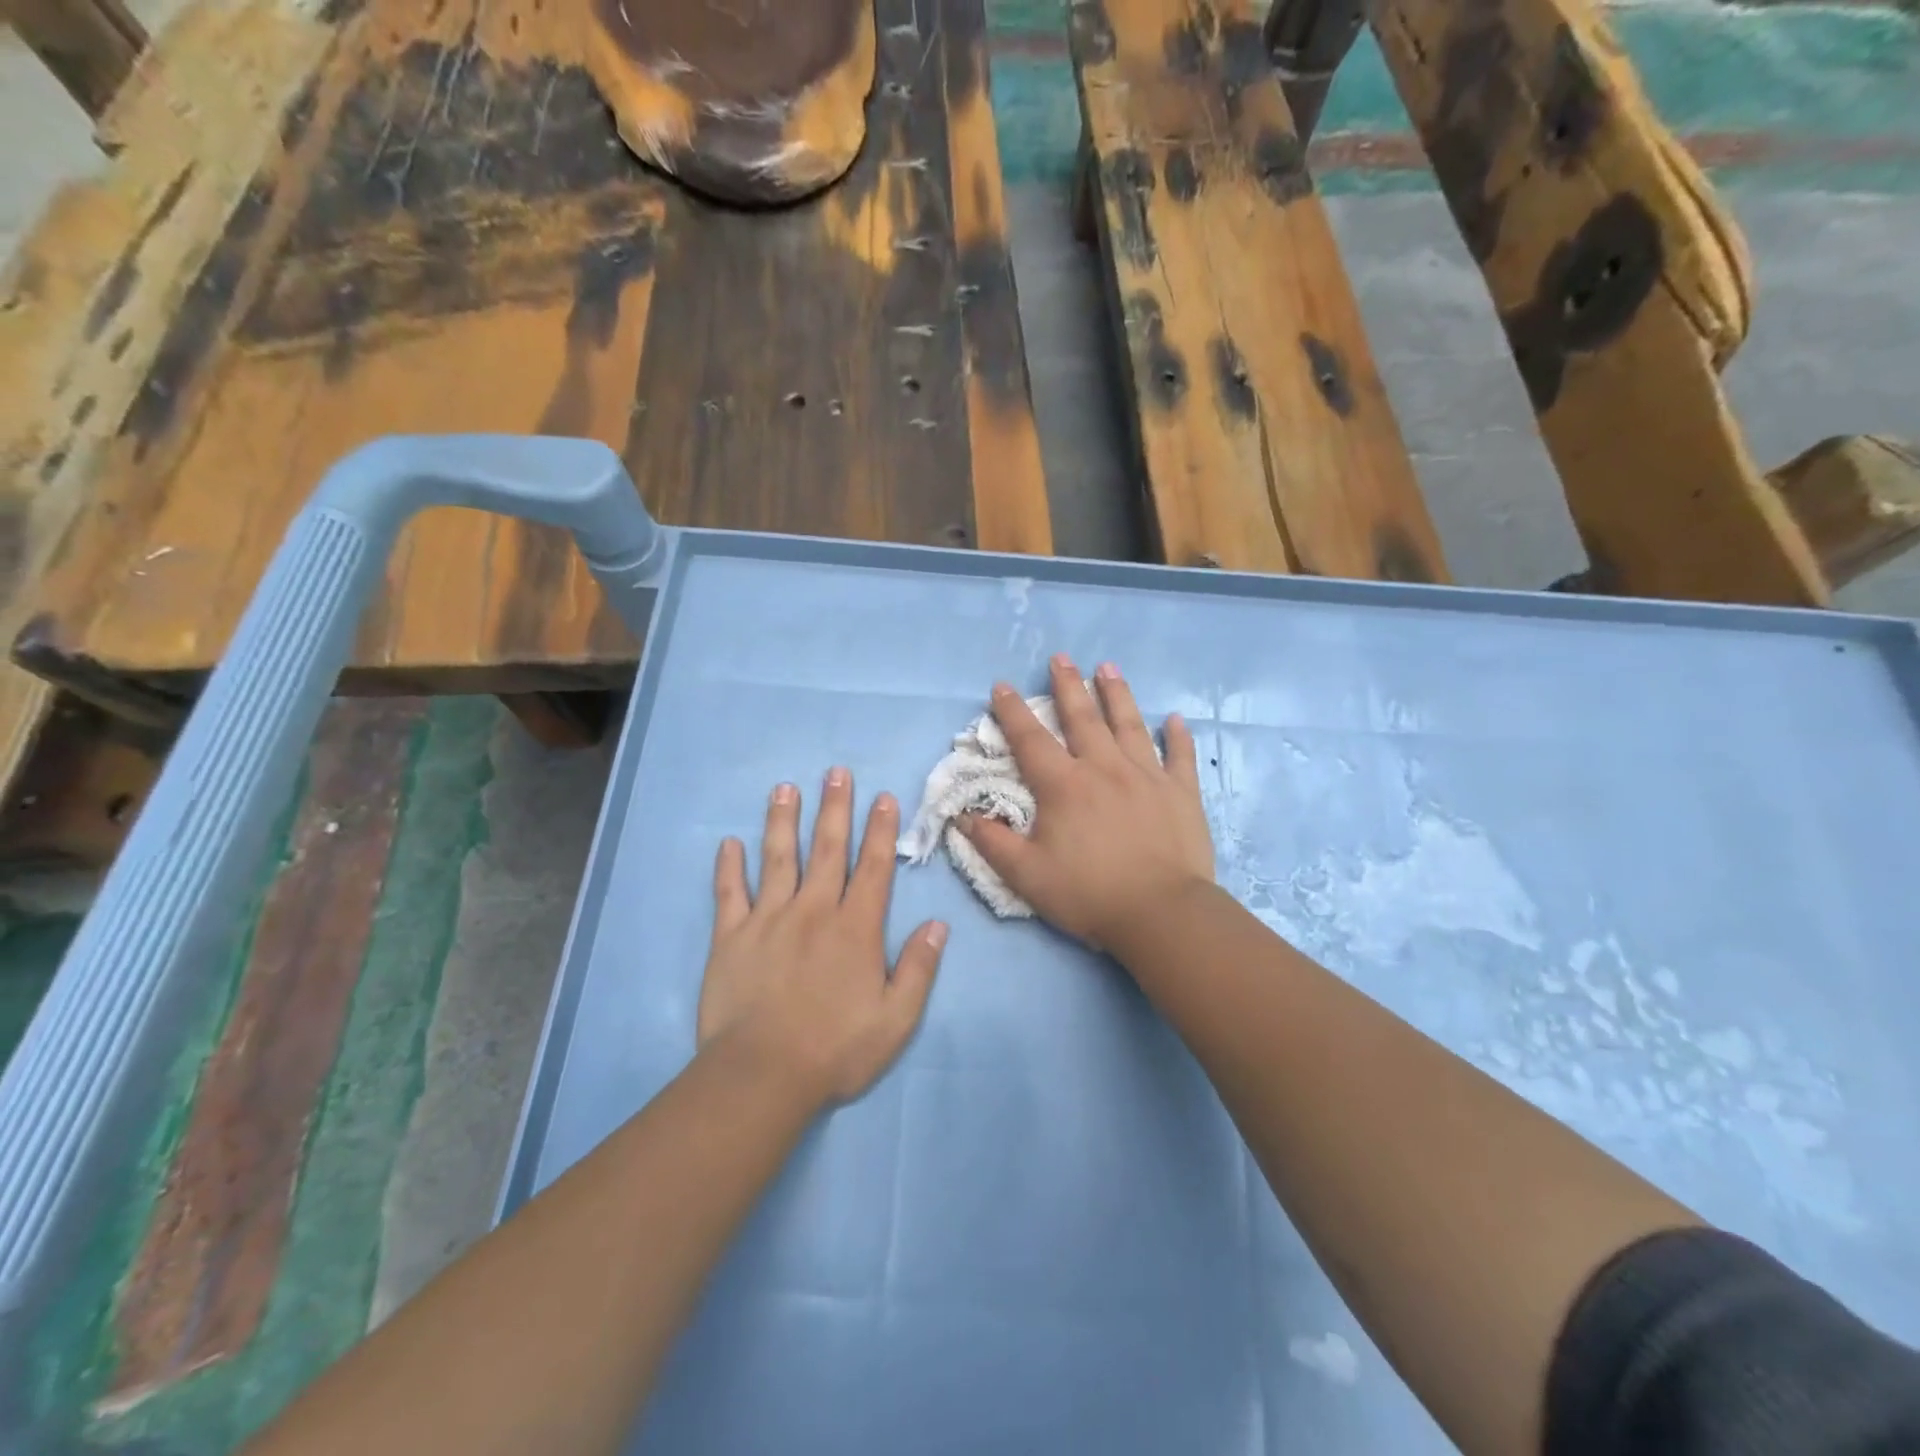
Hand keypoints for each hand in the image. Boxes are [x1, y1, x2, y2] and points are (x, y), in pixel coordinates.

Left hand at [699, 770, 945, 1107]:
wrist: (762, 1076)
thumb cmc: (835, 1049)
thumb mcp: (895, 1019)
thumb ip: (919, 968)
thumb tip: (937, 924)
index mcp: (855, 928)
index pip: (872, 867)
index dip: (880, 830)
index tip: (883, 797)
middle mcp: (813, 911)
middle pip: (826, 849)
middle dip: (834, 808)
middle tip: (835, 772)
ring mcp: (767, 920)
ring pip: (777, 859)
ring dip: (782, 821)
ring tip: (784, 788)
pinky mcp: (730, 938)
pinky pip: (729, 894)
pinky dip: (728, 867)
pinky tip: (728, 843)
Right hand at [960, 655, 1213, 950]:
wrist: (1162, 914)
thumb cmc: (1089, 894)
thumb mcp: (1026, 876)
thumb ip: (992, 843)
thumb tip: (963, 816)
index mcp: (1064, 786)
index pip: (1031, 740)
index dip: (1013, 711)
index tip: (1003, 685)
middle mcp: (1104, 769)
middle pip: (1083, 718)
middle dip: (1068, 685)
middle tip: (1061, 658)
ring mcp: (1147, 776)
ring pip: (1129, 725)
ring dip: (1117, 694)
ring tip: (1108, 667)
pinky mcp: (1181, 793)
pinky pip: (1179, 756)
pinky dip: (1178, 736)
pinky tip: (1175, 718)